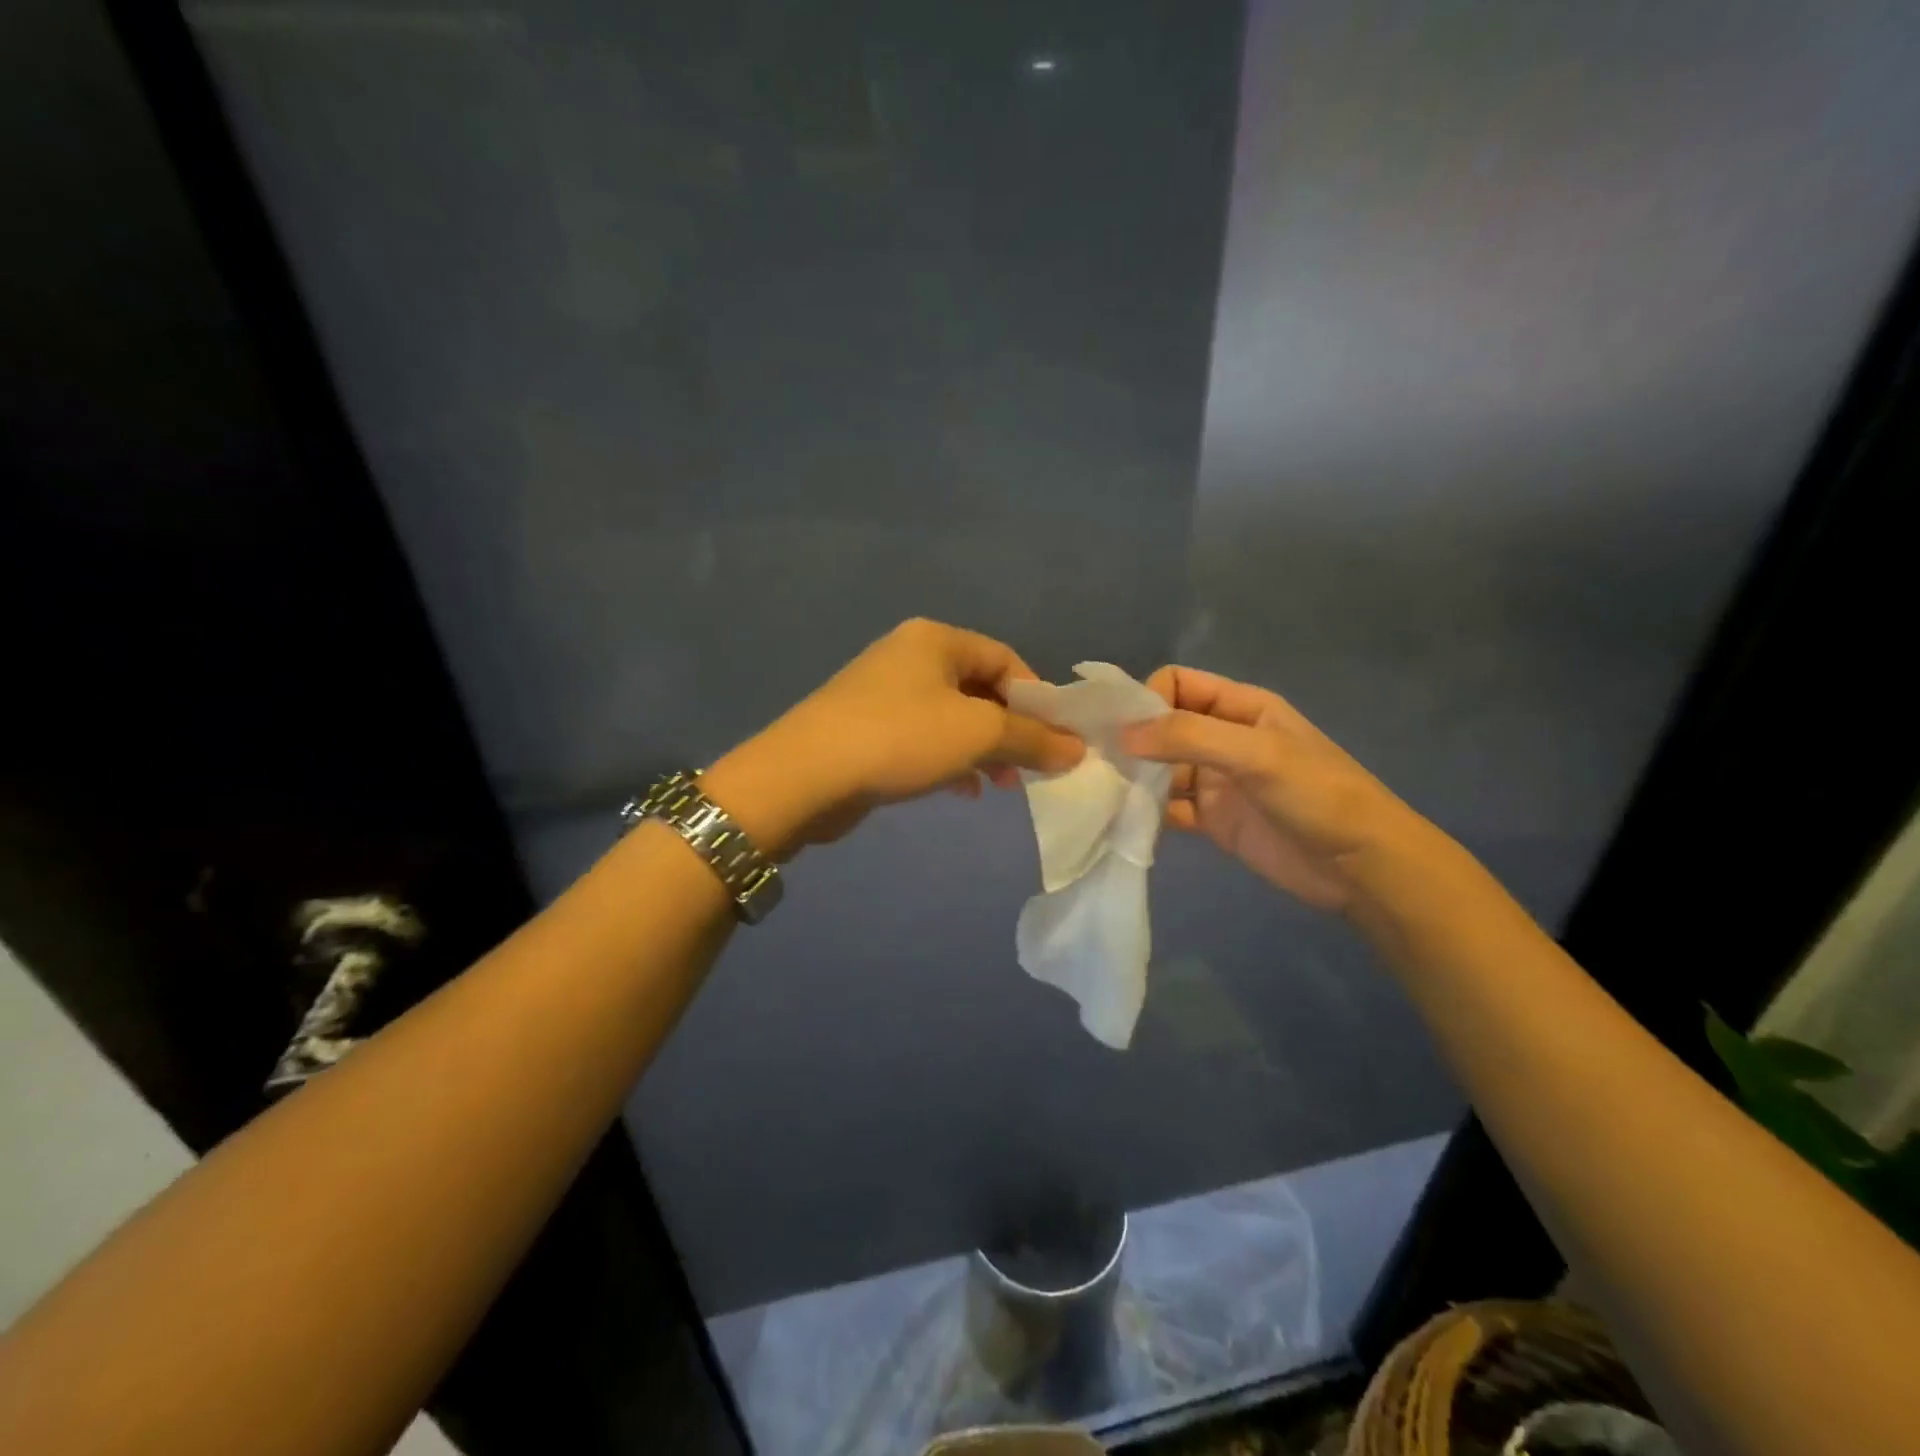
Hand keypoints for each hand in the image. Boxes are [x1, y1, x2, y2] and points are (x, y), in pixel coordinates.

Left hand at [703, 619, 1083, 854]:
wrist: (804, 776)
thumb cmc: (900, 738)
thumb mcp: (978, 734)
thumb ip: (1032, 739)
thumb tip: (1077, 749)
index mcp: (936, 639)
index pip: (1006, 659)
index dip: (1037, 699)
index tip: (1055, 740)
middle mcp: (909, 656)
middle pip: (979, 688)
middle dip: (1010, 730)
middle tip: (1029, 768)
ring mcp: (883, 692)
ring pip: (952, 717)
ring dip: (982, 749)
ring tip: (999, 784)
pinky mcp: (867, 728)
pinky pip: (924, 737)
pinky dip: (949, 759)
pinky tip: (960, 790)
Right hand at [1120, 666, 1427, 912]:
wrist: (1361, 867)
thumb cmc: (1317, 795)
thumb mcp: (1257, 754)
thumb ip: (1190, 737)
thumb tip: (1122, 735)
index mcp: (1239, 707)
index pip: (1177, 684)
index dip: (1146, 699)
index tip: (1120, 729)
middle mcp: (1222, 738)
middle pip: (1162, 726)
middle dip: (1131, 740)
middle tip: (1096, 763)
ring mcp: (1215, 781)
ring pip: (1160, 769)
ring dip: (1134, 779)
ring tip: (1103, 795)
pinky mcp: (1211, 820)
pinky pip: (1168, 808)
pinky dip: (1146, 813)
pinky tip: (1125, 822)